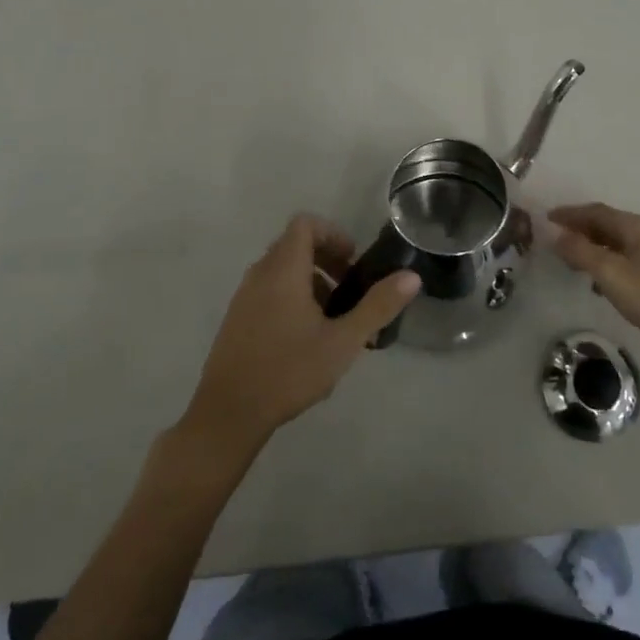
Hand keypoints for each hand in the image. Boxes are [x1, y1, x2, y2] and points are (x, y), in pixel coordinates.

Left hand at [182, 215, 418, 455]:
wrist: (227, 415)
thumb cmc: (288, 371)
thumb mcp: (342, 341)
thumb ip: (377, 306)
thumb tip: (412, 277)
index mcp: (284, 269)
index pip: (305, 224)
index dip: (332, 234)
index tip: (353, 261)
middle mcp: (260, 274)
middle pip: (294, 245)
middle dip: (326, 259)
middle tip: (349, 289)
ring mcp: (244, 297)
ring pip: (281, 270)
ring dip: (310, 281)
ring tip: (332, 318)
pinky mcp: (236, 320)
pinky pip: (268, 290)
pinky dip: (291, 297)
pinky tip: (306, 339)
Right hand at [548, 203, 639, 369]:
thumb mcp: (610, 273)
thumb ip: (581, 252)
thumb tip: (556, 235)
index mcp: (635, 226)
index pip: (596, 211)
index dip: (570, 214)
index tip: (547, 218)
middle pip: (606, 224)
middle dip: (579, 228)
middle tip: (553, 237)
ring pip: (613, 243)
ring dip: (590, 246)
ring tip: (568, 258)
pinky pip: (622, 260)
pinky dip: (603, 263)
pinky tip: (594, 281)